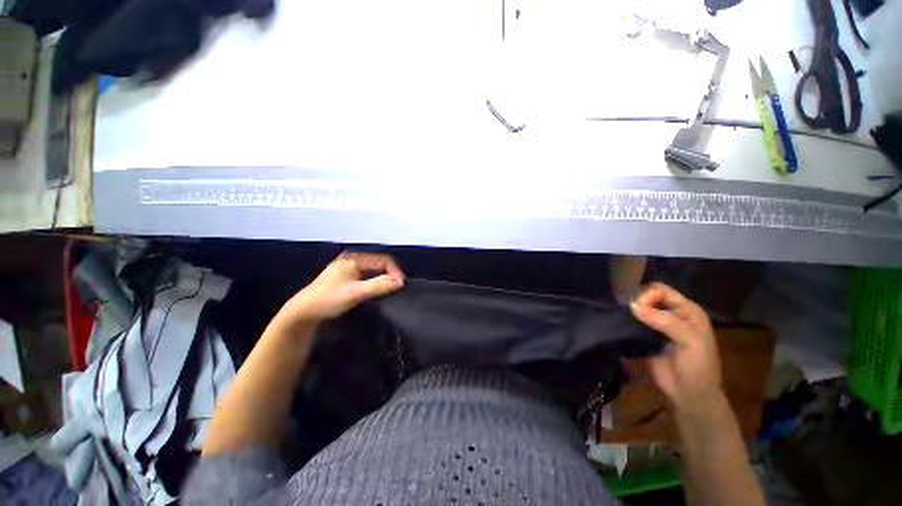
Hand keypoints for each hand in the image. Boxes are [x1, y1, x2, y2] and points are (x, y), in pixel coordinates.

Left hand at [275, 252, 404, 325]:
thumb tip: (401, 282)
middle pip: (377, 264)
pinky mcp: (344, 278)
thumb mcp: (356, 292)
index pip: (382, 260)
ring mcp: (347, 269)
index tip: (401, 284)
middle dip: (389, 274)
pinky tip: (376, 290)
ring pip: (372, 270)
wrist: (303, 312)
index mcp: (354, 259)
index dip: (394, 271)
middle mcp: (351, 260)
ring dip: (382, 278)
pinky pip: (365, 276)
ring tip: (389, 289)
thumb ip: (379, 285)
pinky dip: (374, 281)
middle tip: (396, 287)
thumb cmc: (329, 299)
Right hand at [630, 283, 722, 412]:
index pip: (662, 291)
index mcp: (688, 311)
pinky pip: (633, 322)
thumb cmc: (697, 367)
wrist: (689, 394)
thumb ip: (665, 321)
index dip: (648, 295)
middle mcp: (672, 314)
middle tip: (629, 315)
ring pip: (639, 308)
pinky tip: (621, 325)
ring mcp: (657, 325)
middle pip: (649, 297)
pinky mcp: (644, 336)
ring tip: (622, 319)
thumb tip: (632, 306)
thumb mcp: (690, 341)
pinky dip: (627, 321)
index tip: (637, 308)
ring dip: (631, 312)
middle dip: (638, 302)